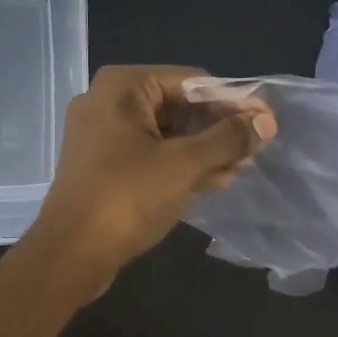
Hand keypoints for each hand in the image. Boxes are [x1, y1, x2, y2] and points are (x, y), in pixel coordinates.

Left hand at [29, 65, 276, 280]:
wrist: (70, 254)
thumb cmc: (126, 199)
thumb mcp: (183, 165)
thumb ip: (227, 139)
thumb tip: (265, 122)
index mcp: (123, 87)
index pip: (193, 82)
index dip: (234, 102)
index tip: (266, 123)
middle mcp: (108, 102)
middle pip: (179, 106)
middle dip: (218, 129)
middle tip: (255, 150)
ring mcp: (102, 136)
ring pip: (166, 134)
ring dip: (204, 150)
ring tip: (240, 169)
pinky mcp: (104, 166)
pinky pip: (150, 155)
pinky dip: (180, 165)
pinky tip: (213, 181)